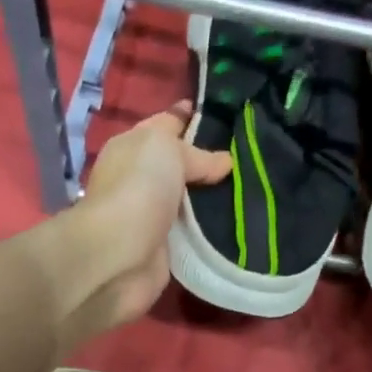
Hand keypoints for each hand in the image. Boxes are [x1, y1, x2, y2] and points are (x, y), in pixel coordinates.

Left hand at [63, 102, 230, 333]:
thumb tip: (224, 162)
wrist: (120, 253)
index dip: (192, 118)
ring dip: (213, 199)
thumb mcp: (168, 150)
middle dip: (210, 162)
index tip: (229, 119)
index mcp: (133, 146)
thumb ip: (196, 154)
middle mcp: (140, 179)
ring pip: (190, 201)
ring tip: (252, 189)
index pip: (166, 124)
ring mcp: (152, 215)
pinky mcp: (164, 249)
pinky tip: (238, 223)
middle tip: (250, 157)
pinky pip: (193, 233)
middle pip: (180, 165)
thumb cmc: (138, 187)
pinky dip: (210, 230)